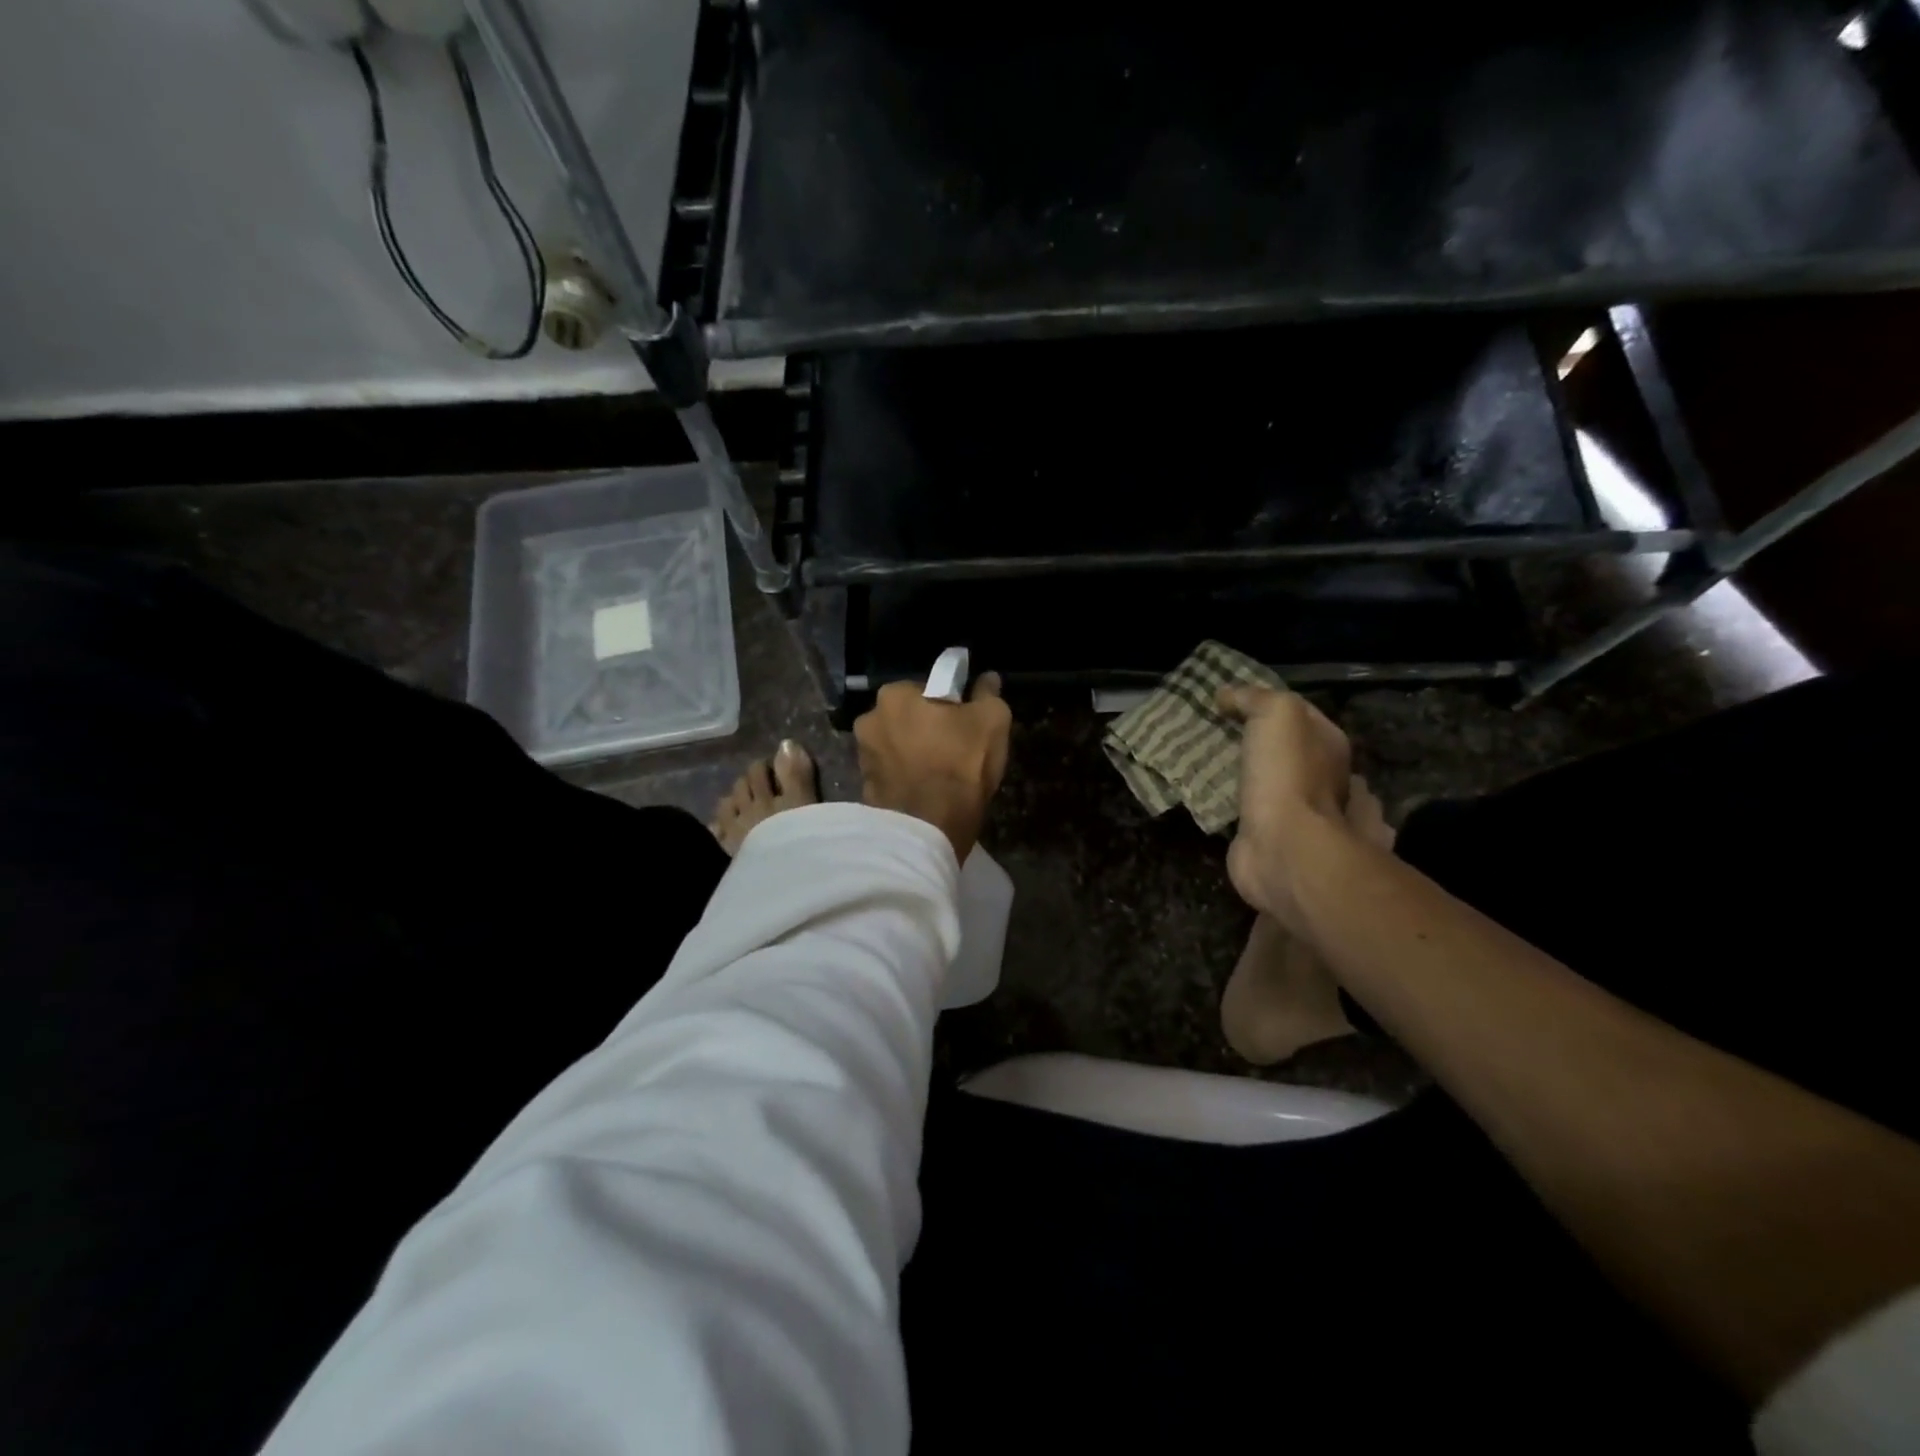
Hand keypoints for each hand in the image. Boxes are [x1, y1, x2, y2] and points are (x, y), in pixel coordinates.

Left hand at [854, 673, 1011, 861]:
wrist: (927, 831)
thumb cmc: (960, 766)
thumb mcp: (992, 722)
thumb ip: (988, 695)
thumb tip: (987, 679)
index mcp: (894, 695)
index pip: (928, 689)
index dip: (950, 705)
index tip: (965, 723)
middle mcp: (869, 719)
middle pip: (909, 717)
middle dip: (928, 728)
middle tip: (955, 748)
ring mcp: (862, 755)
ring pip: (899, 745)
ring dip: (915, 753)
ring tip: (941, 774)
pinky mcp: (864, 787)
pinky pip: (892, 773)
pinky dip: (906, 777)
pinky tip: (926, 791)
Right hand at [1217, 685, 1353, 929]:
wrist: (1283, 849)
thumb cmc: (1286, 777)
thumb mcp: (1276, 715)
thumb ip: (1254, 698)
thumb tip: (1226, 695)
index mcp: (1329, 746)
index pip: (1301, 713)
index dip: (1268, 703)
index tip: (1227, 701)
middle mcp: (1323, 779)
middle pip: (1287, 751)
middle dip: (1259, 744)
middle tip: (1217, 734)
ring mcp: (1300, 814)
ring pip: (1270, 784)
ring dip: (1247, 777)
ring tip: (1208, 764)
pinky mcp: (1270, 839)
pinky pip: (1248, 814)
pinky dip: (1232, 806)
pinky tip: (1210, 796)